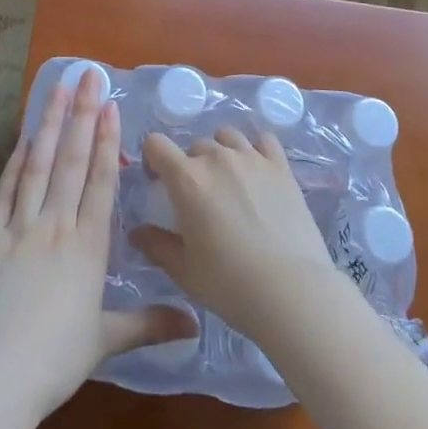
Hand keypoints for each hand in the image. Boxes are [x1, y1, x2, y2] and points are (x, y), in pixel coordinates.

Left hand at [0, 75, 194, 418]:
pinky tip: (22, 138)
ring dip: (49, 124)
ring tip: (57, 89)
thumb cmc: (53, 361)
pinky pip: (5, 190)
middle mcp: (55, 226)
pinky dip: (16, 161)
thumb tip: (194, 325)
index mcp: (86, 246)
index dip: (105, 141)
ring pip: (38, 165)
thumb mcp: (105, 341)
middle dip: (81, 115)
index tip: (109, 106)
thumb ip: (147, 324)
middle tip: (87, 76)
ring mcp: (18, 228)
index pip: (99, 182)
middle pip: (71, 161)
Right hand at [132, 127, 348, 340]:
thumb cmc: (229, 284)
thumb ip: (156, 246)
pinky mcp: (281, 165)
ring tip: (229, 181)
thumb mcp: (184, 270)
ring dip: (221, 152)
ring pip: (227, 137)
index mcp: (187, 179)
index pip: (156, 144)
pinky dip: (255, 148)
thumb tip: (137, 232)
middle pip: (194, 146)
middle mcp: (217, 158)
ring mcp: (252, 158)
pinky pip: (263, 139)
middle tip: (199, 197)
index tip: (157, 182)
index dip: (152, 159)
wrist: (291, 291)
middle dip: (190, 165)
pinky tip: (257, 170)